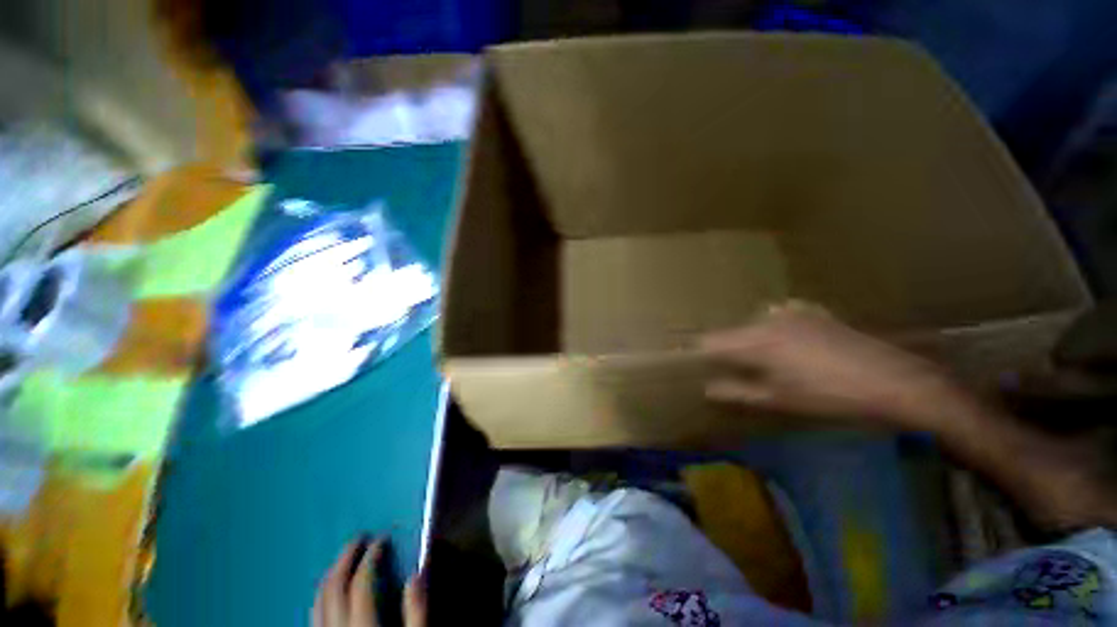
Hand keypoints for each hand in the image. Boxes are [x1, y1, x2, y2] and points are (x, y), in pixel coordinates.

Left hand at [312, 538, 426, 626]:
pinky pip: (314, 617)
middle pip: (334, 588)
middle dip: (345, 559)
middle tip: (358, 538)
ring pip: (318, 602)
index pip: (361, 582)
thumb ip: (417, 610)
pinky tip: (331, 593)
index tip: (381, 539)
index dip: (371, 556)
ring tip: (343, 560)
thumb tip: (417, 574)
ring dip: (330, 576)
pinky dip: (322, 598)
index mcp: (363, 625)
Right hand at [700, 302, 954, 428]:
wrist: (892, 380)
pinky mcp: (813, 312)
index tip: (698, 365)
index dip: (699, 352)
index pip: (711, 341)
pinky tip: (790, 342)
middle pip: (732, 332)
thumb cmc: (829, 395)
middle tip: (735, 370)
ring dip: (751, 339)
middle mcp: (768, 319)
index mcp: (755, 340)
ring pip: (754, 323)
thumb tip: (706, 388)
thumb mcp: (778, 399)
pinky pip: (781, 315)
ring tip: (765, 360)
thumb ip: (737, 391)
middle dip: (727, 349)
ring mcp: (792, 312)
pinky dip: (776, 327)